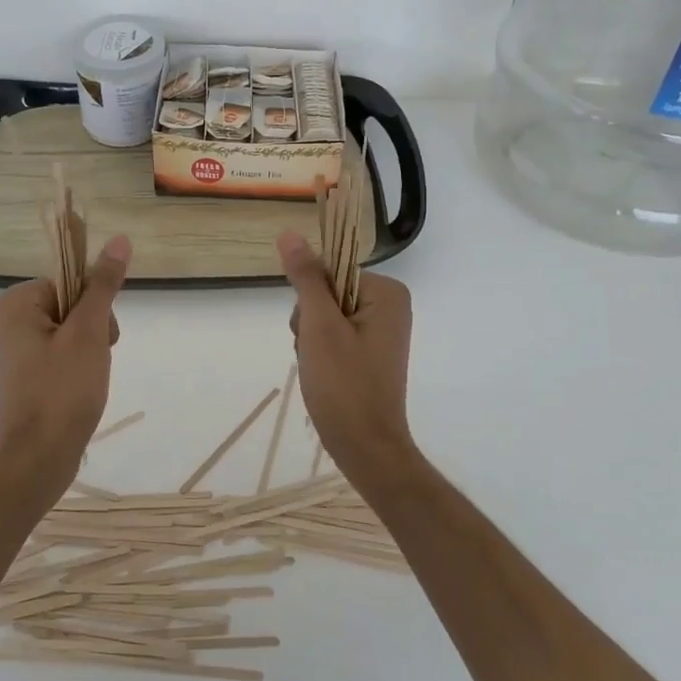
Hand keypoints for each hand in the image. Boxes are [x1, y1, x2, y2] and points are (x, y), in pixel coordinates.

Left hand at [0, 234, 130, 469]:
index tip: (96, 335)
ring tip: (87, 379)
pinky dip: (82, 366)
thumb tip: (119, 239)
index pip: (71, 281)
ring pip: (75, 329)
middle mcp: (12, 320)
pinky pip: (66, 352)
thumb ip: (104, 285)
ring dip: (92, 350)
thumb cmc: (63, 391)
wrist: (40, 458)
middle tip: (91, 361)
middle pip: (73, 303)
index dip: (93, 306)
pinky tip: (82, 388)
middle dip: (94, 330)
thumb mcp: (90, 332)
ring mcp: (20, 348)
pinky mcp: (30, 372)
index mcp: (17, 302)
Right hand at [277, 231, 415, 478]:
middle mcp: (390, 306)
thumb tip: (289, 233)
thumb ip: (306, 278)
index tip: (315, 332)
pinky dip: (321, 354)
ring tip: (319, 369)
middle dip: (311, 324)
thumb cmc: (344, 385)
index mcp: (387, 293)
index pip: (330, 272)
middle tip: (318, 355)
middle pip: (327, 293)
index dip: (311, 301)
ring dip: (311, 340)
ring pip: (325, 317)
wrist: (365, 447)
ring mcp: (382, 331)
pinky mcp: (371, 352)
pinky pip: (335, 336)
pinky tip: (322, 376)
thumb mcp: (319, 327)